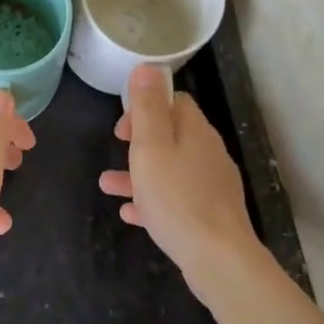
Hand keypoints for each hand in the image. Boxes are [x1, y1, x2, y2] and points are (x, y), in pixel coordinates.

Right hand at [99, 65, 262, 302]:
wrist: (217, 257)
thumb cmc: (176, 197)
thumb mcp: (151, 147)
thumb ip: (147, 108)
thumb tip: (148, 66)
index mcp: (195, 132)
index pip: (176, 102)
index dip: (146, 107)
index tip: (122, 128)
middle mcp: (208, 154)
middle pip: (173, 135)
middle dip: (141, 141)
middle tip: (117, 150)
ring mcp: (211, 186)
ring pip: (170, 170)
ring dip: (139, 173)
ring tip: (107, 185)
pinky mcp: (209, 214)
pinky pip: (176, 199)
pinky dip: (152, 200)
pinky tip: (130, 214)